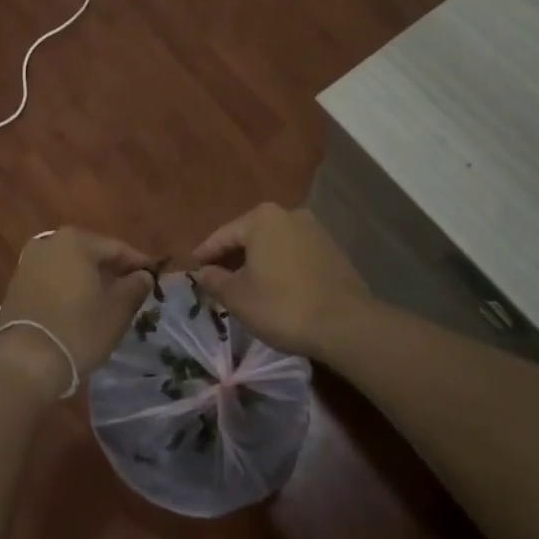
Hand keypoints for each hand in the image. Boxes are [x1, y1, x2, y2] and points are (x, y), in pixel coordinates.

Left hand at [0, 228, 156, 394]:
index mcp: (75, 241)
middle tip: (132, 291)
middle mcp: (49, 243)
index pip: (116, 248)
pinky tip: (79, 309)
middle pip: (90, 254)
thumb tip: (143, 276)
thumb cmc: (77, 330)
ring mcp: (28, 263)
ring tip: (107, 302)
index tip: (155, 278)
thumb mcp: (116, 311)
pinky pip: (52, 280)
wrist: (23, 362)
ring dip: (89, 281)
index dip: (138, 264)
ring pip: (70, 267)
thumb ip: (134, 287)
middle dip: (112, 271)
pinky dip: (68, 290)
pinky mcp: (16, 285)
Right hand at [193, 204, 372, 358]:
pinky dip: (279, 267)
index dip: (205, 254)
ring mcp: (315, 230)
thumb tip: (203, 272)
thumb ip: (215, 280)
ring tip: (244, 286)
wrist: (346, 324)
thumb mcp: (238, 297)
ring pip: (273, 245)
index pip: (223, 235)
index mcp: (262, 218)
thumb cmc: (282, 306)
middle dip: (232, 257)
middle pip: (250, 236)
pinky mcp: (332, 250)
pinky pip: (294, 254)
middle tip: (216, 279)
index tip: (192, 269)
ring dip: (257, 262)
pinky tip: (275, 288)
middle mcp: (289, 214)